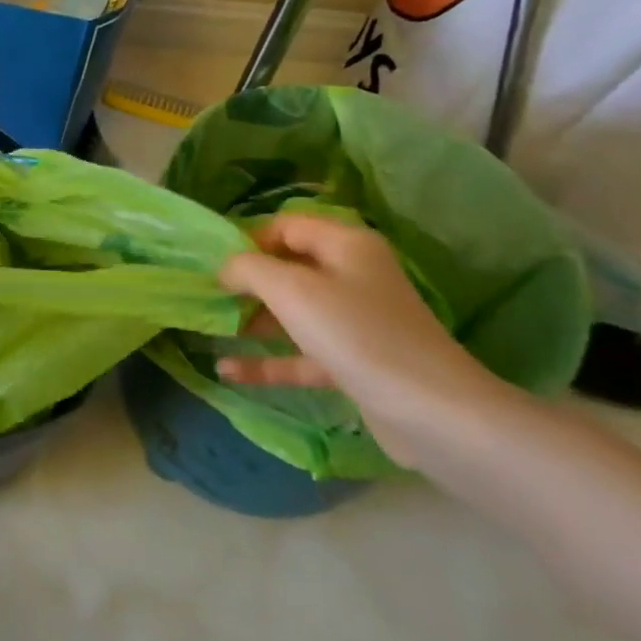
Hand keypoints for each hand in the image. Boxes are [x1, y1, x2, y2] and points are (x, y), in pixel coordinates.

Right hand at [216, 213, 504, 467]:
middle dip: (246, 281)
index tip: (213, 262)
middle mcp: (353, 276)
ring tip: (209, 328)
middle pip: (288, 268)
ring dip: (252, 320)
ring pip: (293, 312)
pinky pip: (301, 353)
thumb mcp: (292, 290)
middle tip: (206, 295)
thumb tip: (224, 268)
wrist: (434, 415)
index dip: (248, 239)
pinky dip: (268, 360)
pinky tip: (227, 370)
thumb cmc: (357, 334)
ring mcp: (355, 322)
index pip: (287, 225)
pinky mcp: (354, 363)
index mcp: (346, 245)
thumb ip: (248, 269)